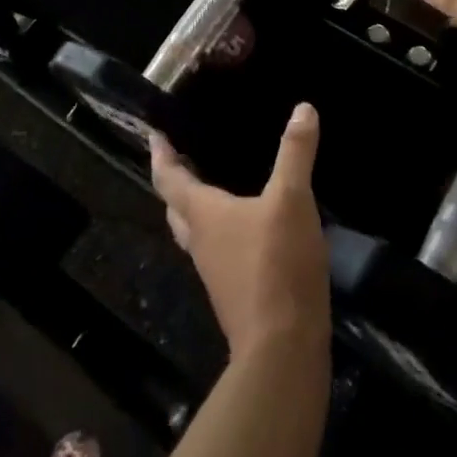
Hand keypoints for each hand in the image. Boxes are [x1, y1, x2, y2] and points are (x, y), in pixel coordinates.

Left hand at [151, 105, 330, 360]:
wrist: (282, 348)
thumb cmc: (277, 264)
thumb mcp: (292, 200)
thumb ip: (296, 152)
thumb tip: (303, 107)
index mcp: (203, 215)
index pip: (169, 178)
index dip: (160, 153)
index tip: (153, 132)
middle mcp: (200, 241)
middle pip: (176, 206)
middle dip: (175, 180)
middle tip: (183, 155)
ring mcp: (215, 271)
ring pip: (194, 231)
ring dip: (195, 206)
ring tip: (211, 183)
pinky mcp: (233, 291)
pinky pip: (217, 249)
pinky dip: (220, 229)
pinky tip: (245, 225)